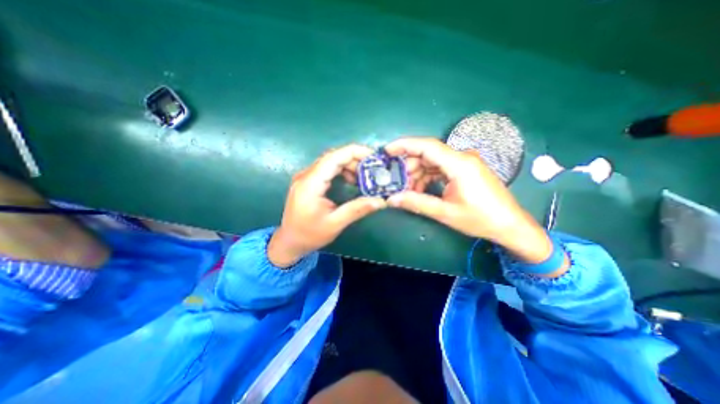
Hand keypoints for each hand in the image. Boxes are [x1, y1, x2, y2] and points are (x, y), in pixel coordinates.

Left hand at [266, 144, 385, 268]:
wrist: (289, 242)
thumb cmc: (309, 235)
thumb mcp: (335, 224)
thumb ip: (357, 209)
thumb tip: (381, 201)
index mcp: (310, 184)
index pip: (334, 157)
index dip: (355, 152)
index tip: (374, 156)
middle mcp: (306, 175)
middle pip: (333, 157)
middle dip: (355, 160)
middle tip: (373, 170)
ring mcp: (305, 177)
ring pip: (330, 161)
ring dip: (349, 165)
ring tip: (364, 177)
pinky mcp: (308, 181)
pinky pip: (327, 169)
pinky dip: (341, 171)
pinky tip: (351, 180)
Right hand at [385, 135, 559, 267]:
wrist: (510, 225)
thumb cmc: (481, 219)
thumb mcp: (445, 213)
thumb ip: (417, 203)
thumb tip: (392, 199)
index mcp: (459, 164)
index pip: (427, 146)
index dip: (404, 145)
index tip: (387, 151)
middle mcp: (462, 157)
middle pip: (428, 154)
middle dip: (409, 167)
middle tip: (397, 182)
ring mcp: (465, 163)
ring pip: (433, 162)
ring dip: (418, 174)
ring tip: (408, 191)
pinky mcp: (465, 170)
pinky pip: (441, 168)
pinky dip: (428, 177)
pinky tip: (421, 190)